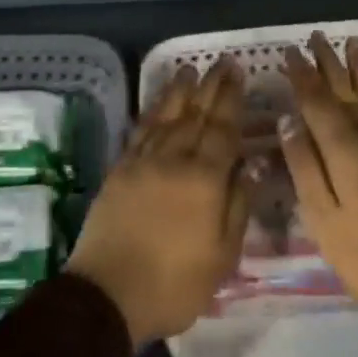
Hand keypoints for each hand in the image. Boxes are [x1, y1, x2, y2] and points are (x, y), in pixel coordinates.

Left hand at [66, 56, 247, 346]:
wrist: (108, 294)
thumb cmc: (174, 284)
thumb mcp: (221, 256)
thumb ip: (237, 205)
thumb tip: (249, 164)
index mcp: (204, 179)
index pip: (222, 129)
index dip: (232, 99)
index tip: (239, 73)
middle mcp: (174, 160)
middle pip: (196, 115)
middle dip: (211, 86)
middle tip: (222, 61)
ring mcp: (143, 162)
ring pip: (166, 117)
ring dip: (179, 92)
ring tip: (190, 70)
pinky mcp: (120, 171)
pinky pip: (140, 132)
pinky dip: (151, 114)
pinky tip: (157, 106)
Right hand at [279, 34, 357, 348]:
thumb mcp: (324, 219)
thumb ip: (305, 167)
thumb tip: (288, 120)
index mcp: (344, 149)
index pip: (317, 101)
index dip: (302, 75)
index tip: (290, 50)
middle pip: (345, 90)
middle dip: (328, 63)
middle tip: (316, 36)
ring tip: (352, 45)